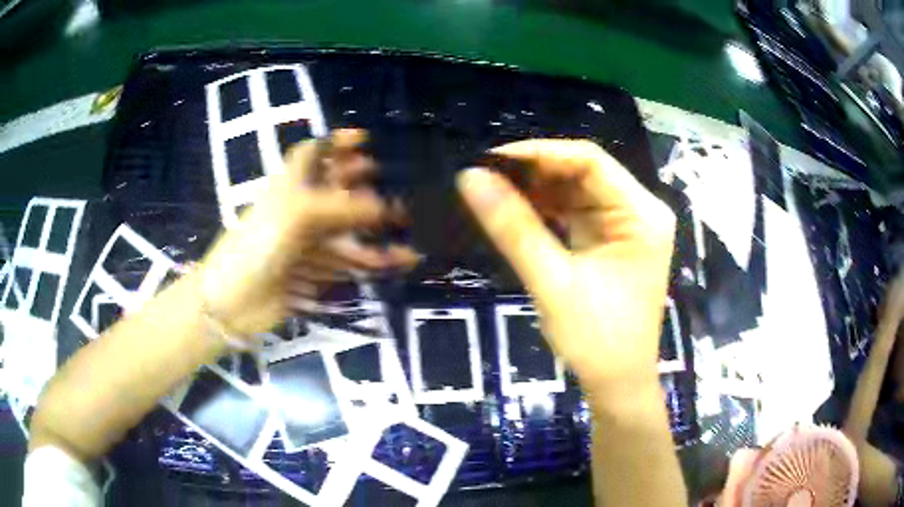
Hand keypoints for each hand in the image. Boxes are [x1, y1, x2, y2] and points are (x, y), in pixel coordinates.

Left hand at [199, 129, 417, 335]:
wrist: (232, 303)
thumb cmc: (255, 247)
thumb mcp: (295, 215)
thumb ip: (340, 206)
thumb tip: (384, 206)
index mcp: (289, 187)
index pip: (313, 154)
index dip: (336, 143)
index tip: (366, 139)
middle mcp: (299, 211)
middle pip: (336, 191)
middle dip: (365, 186)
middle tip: (398, 184)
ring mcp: (307, 244)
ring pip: (348, 230)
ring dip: (377, 229)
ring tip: (411, 226)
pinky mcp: (314, 273)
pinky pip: (349, 263)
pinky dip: (374, 262)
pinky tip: (400, 260)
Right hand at [457, 140, 674, 392]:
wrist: (617, 385)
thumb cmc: (596, 340)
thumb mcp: (552, 281)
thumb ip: (513, 227)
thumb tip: (471, 178)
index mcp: (642, 215)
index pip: (590, 162)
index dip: (540, 153)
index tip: (492, 160)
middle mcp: (640, 212)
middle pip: (584, 174)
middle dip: (536, 173)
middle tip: (486, 176)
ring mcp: (627, 227)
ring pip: (577, 192)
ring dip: (538, 191)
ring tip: (493, 190)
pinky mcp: (612, 242)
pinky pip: (576, 214)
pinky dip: (547, 212)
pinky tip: (516, 211)